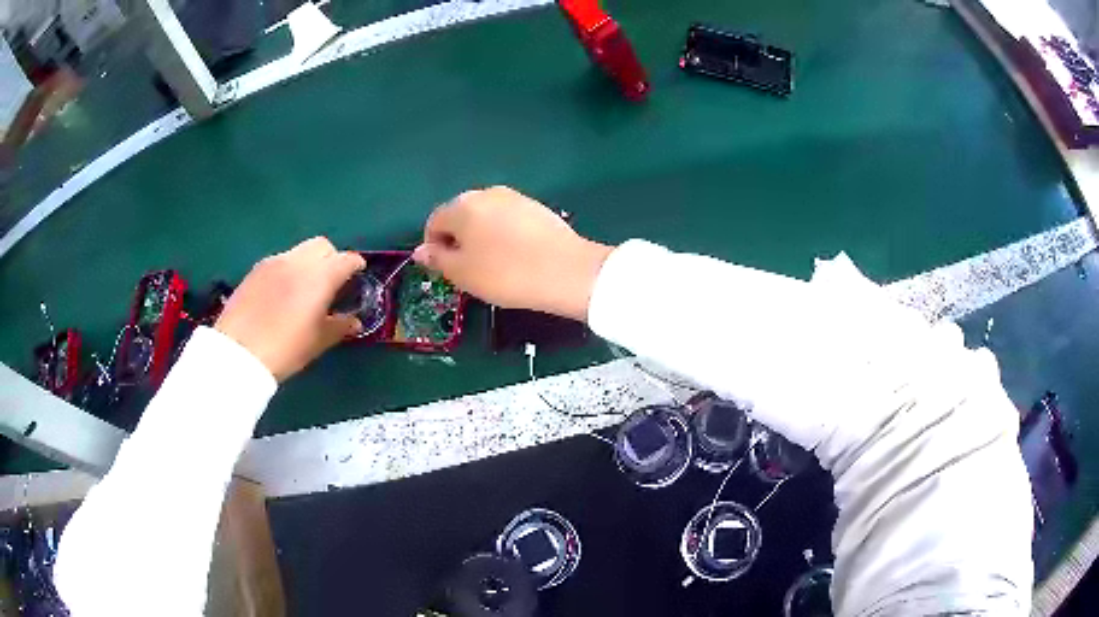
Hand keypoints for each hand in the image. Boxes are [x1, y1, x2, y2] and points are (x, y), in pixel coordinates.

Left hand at [215, 237, 365, 380]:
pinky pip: (280, 261)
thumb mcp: (318, 342)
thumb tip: (355, 321)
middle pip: (322, 246)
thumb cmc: (286, 349)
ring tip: (305, 288)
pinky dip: (289, 270)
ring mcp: (274, 262)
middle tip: (332, 281)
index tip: (359, 276)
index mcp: (320, 276)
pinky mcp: (255, 270)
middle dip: (332, 258)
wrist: (239, 352)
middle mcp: (298, 261)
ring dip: (309, 263)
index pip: (346, 259)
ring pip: (299, 251)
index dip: (356, 266)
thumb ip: (340, 326)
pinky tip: (283, 293)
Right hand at [414, 186, 612, 320]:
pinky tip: (516, 255)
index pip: (434, 221)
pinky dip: (504, 234)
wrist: (566, 271)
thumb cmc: (505, 274)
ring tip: (494, 264)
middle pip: (461, 215)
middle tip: (469, 269)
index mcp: (461, 206)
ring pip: (486, 217)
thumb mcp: (463, 273)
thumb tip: (420, 250)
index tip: (444, 269)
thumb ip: (437, 259)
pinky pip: (509, 219)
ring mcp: (514, 197)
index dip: (433, 246)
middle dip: (458, 239)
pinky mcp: (537, 206)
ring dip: (482, 236)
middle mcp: (486, 193)